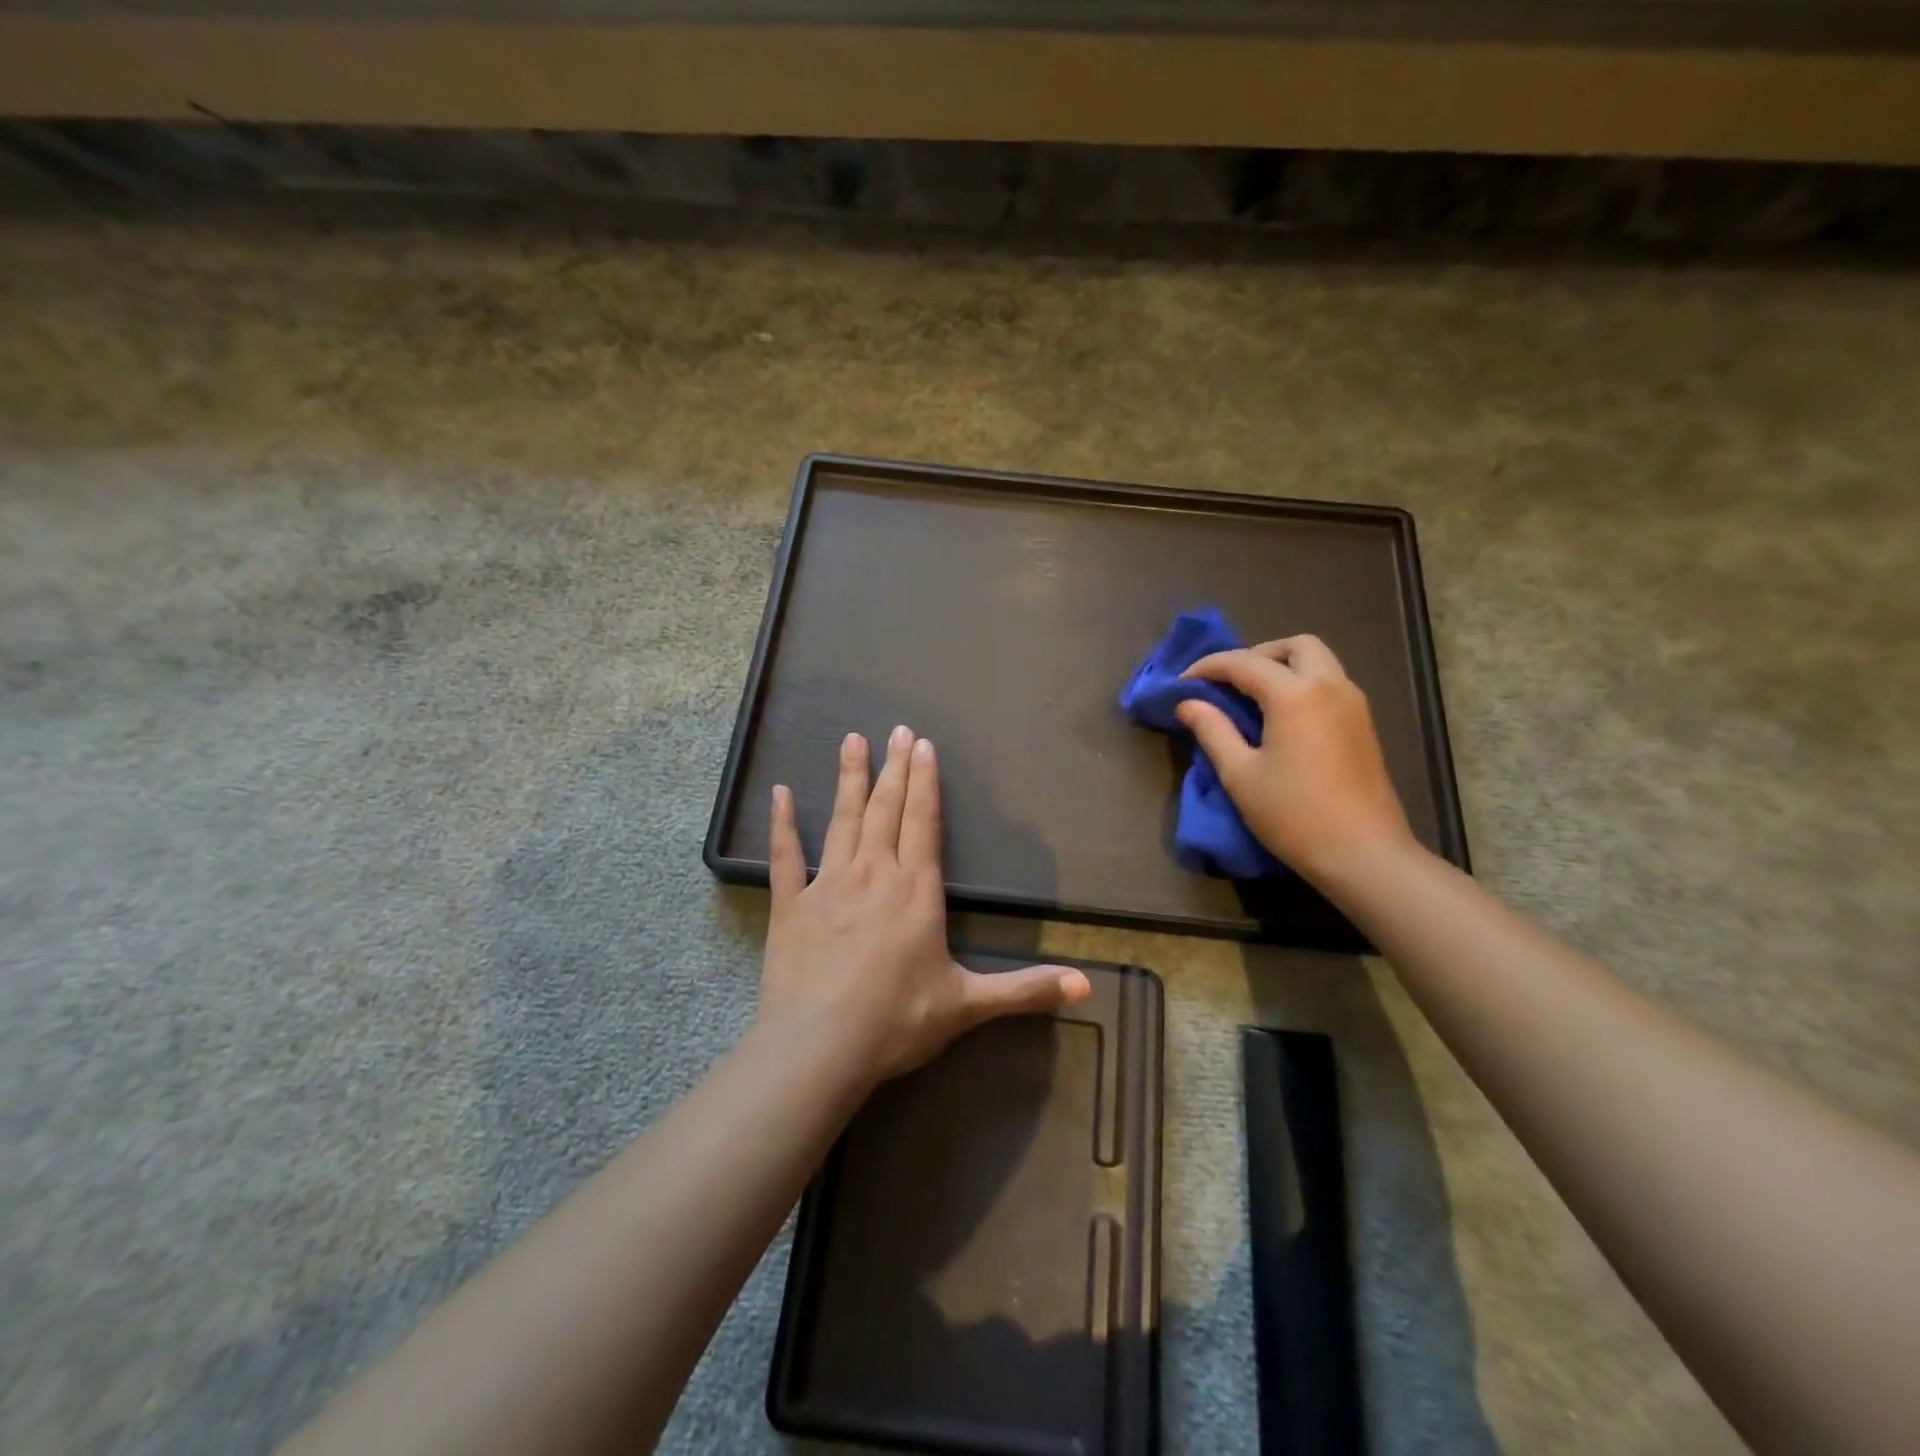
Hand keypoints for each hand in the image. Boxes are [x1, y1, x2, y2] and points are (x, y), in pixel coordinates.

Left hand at [758, 725, 1090, 1085]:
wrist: (819, 1049)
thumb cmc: (897, 1022)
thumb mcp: (968, 1005)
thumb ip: (1025, 990)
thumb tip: (1086, 986)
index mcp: (915, 891)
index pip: (924, 823)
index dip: (925, 782)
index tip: (923, 745)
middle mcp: (873, 874)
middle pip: (886, 810)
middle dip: (895, 768)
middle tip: (898, 729)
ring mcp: (828, 885)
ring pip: (843, 820)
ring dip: (850, 779)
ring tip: (853, 740)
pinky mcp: (791, 905)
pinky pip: (786, 856)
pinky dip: (782, 823)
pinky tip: (780, 792)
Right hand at [1175, 634, 1415, 882]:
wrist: (1364, 854)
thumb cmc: (1293, 815)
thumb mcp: (1240, 775)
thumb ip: (1212, 730)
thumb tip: (1188, 703)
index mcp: (1295, 695)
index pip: (1244, 663)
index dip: (1208, 667)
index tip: (1182, 683)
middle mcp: (1330, 686)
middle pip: (1294, 646)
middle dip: (1256, 655)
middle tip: (1229, 683)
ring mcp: (1354, 704)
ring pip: (1319, 661)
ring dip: (1283, 667)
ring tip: (1252, 699)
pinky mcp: (1364, 725)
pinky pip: (1330, 683)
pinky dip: (1303, 684)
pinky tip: (1282, 718)